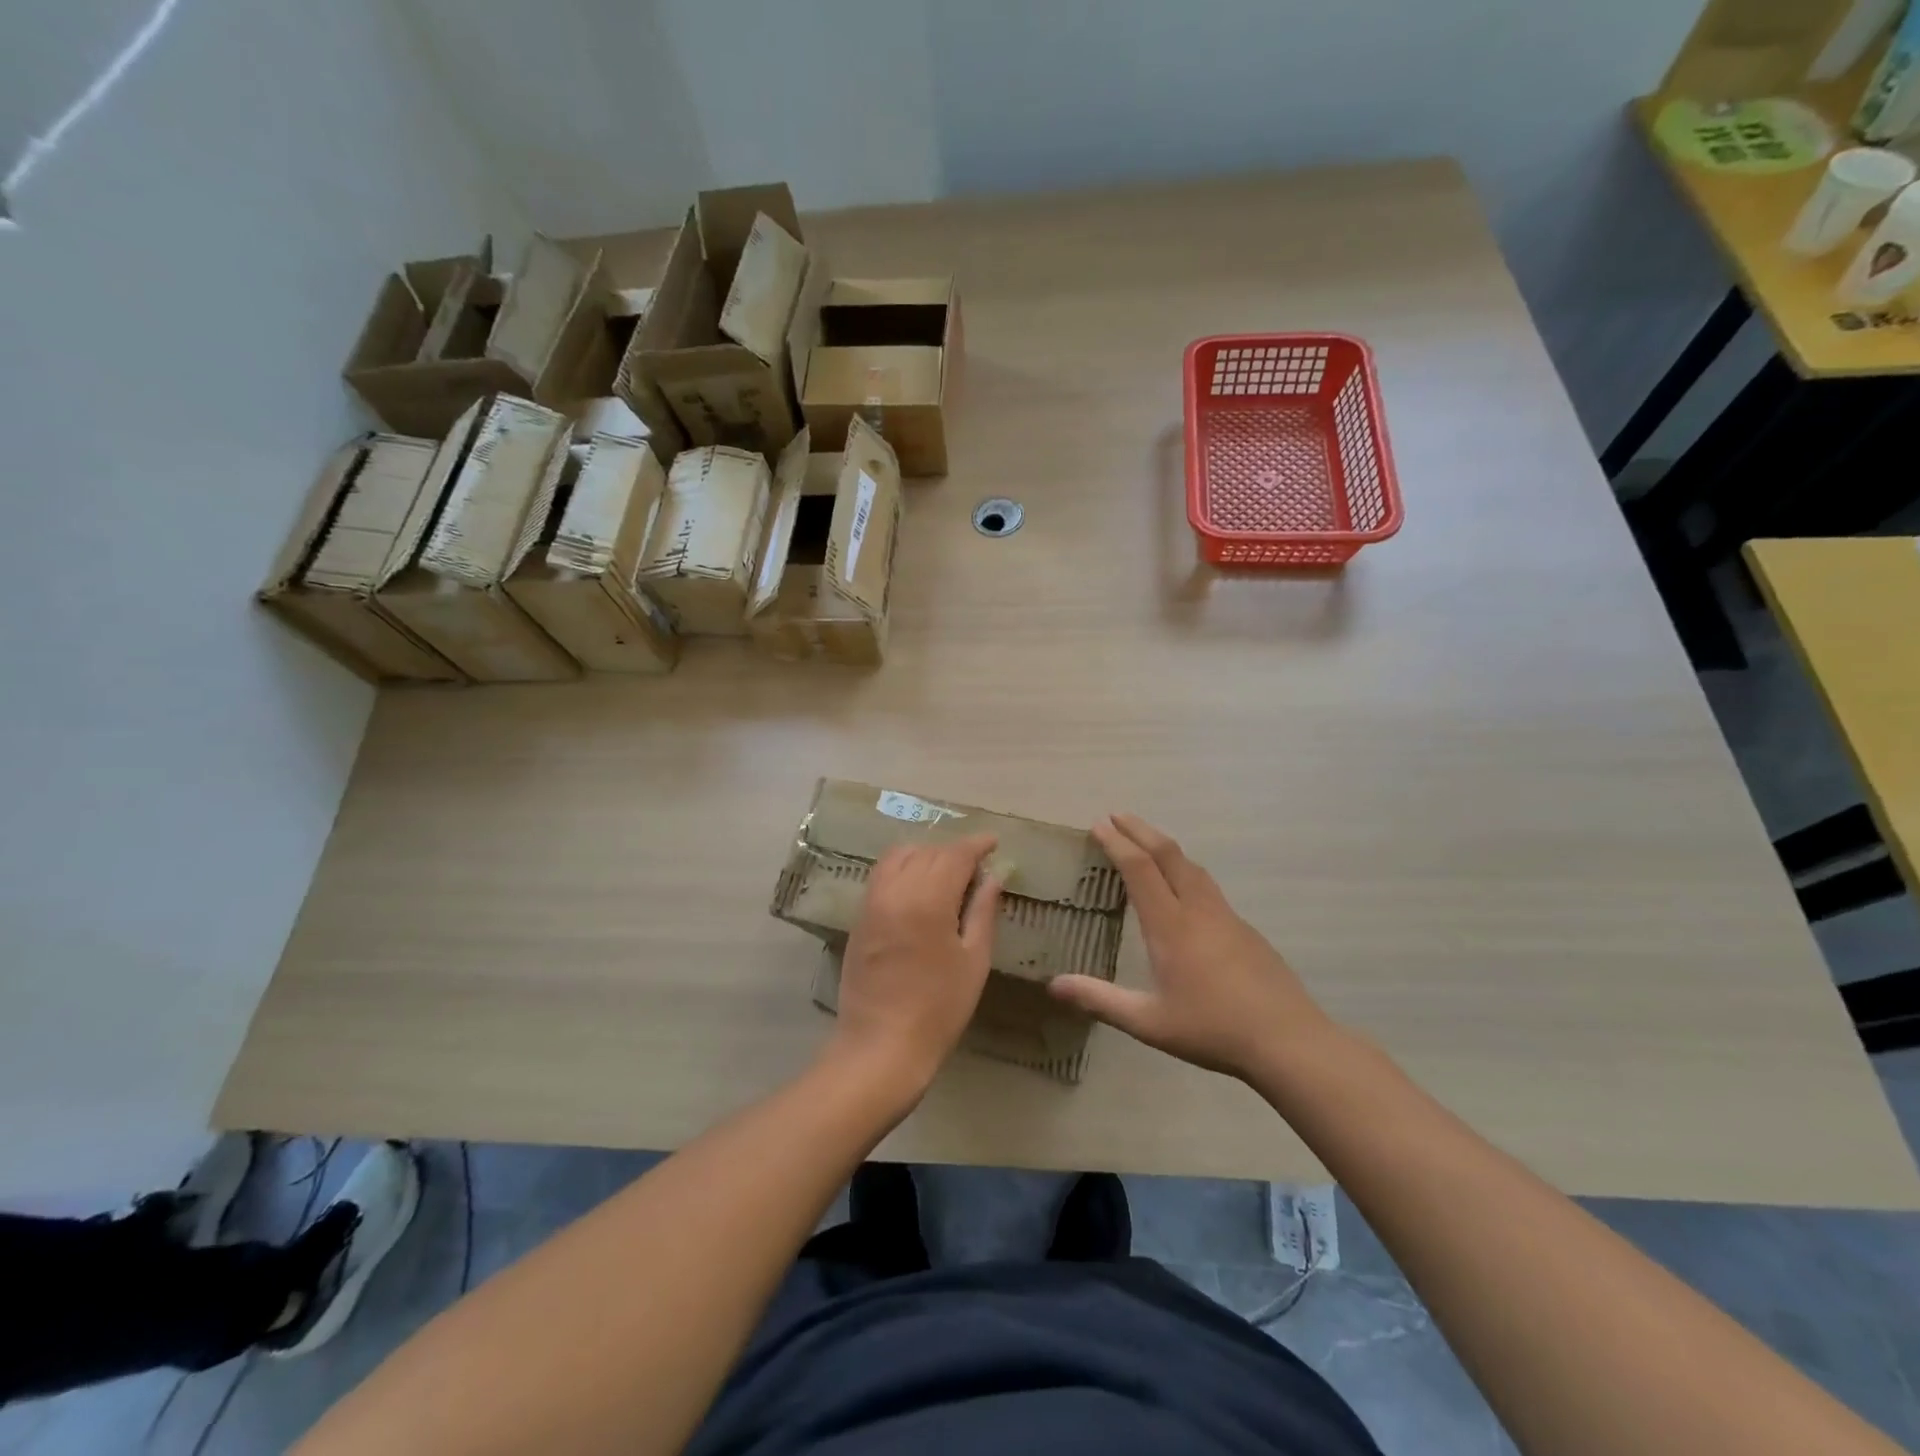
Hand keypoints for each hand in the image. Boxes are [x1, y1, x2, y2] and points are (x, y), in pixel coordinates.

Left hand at [828, 834, 1001, 1101]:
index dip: (977, 844)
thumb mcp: (974, 961)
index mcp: (928, 900)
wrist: (881, 1046)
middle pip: (928, 852)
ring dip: (925, 855)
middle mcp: (896, 891)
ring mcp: (872, 902)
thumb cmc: (939, 1008)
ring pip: (900, 857)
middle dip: (954, 852)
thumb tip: (993, 877)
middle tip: (976, 867)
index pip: (955, 854)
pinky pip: (882, 875)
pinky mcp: (860, 917)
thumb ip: (982, 912)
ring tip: (946, 873)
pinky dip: (903, 868)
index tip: (994, 842)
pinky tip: (918, 888)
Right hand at [1048, 814, 1338, 1080]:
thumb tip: (1053, 986)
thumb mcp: (1148, 1022)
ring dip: (1164, 846)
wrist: (1288, 1040)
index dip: (1117, 843)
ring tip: (1145, 842)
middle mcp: (1198, 910)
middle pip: (1168, 854)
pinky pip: (1207, 885)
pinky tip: (1183, 887)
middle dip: (1140, 830)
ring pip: (1192, 866)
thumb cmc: (1212, 1029)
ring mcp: (1226, 916)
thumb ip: (1100, 1000)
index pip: (1139, 869)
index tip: (1099, 825)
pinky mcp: (1245, 929)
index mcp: (1171, 925)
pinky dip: (1185, 869)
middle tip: (1116, 815)